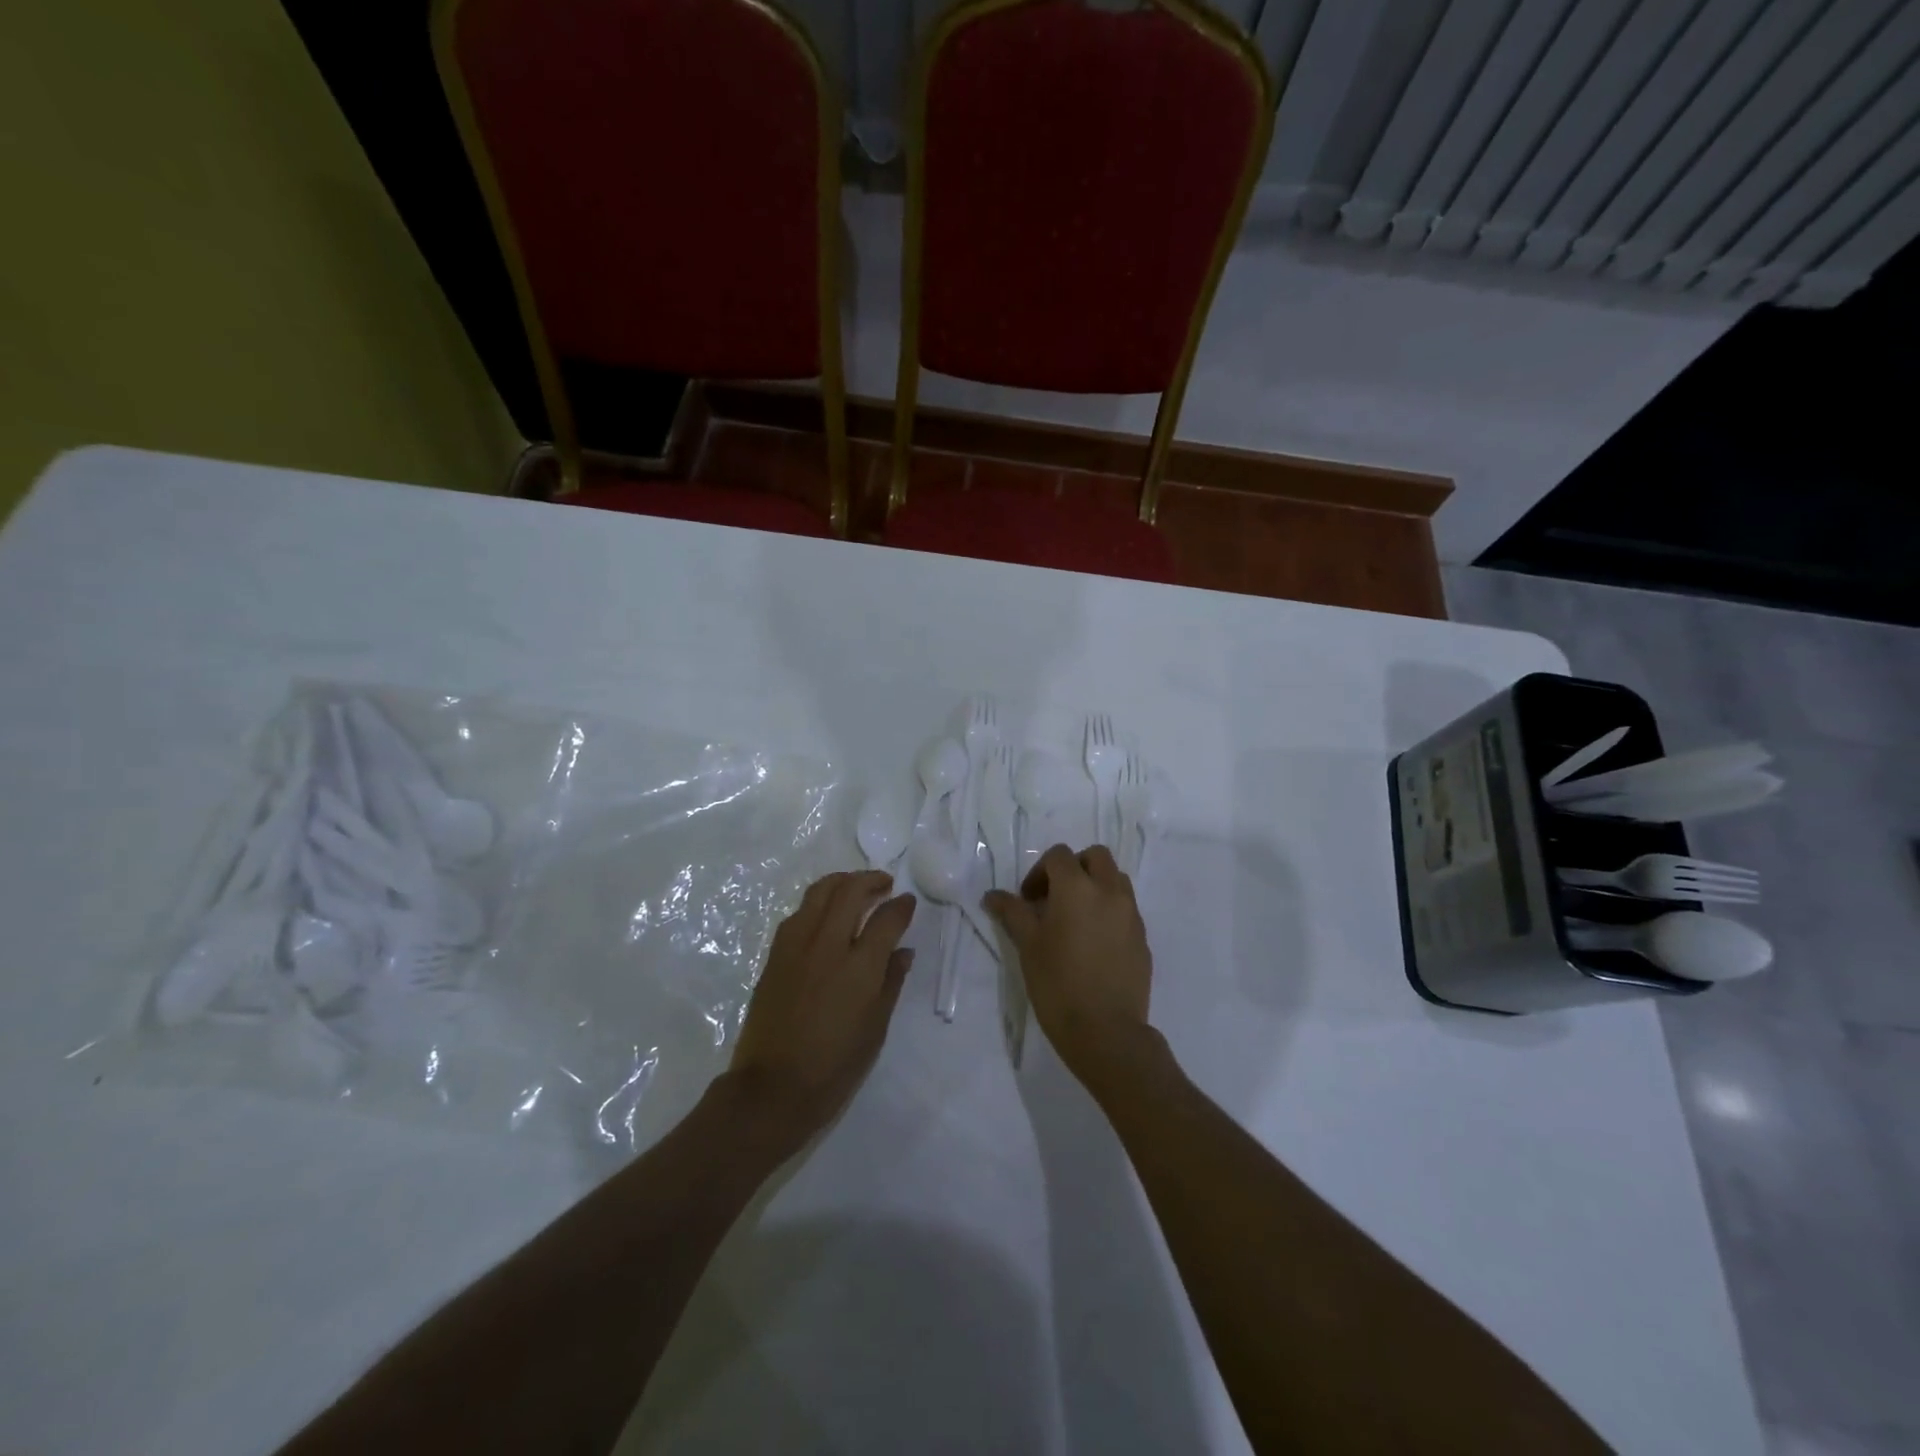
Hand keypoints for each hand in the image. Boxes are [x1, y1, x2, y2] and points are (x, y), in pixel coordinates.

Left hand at [726, 871, 915, 1151]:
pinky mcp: (774, 955)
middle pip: (850, 891)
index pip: (886, 918)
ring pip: (819, 893)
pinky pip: (799, 913)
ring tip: (855, 888)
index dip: (901, 905)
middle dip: (871, 880)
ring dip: (842, 883)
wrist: (771, 1089)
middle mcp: (827, 946)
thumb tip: (903, 951)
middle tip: (884, 884)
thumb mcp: (875, 1029)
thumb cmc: (834, 1067)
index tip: (908, 902)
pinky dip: (817, 904)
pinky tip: (826, 915)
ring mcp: (796, 947)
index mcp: (859, 967)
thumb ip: (891, 982)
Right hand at [985, 844, 1154, 1087]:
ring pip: (1116, 880)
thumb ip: (1012, 913)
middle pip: (1096, 857)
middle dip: (1074, 868)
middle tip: (1054, 898)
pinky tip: (1093, 943)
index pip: (1059, 856)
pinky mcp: (1143, 938)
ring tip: (1076, 918)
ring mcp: (1131, 914)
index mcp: (1077, 888)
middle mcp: (1109, 892)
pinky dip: (1109, 911)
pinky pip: (1126, 909)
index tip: (1028, 900)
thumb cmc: (1058, 984)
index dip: (1039, 871)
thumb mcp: (1028, 946)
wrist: (1106, 1031)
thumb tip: (993, 895)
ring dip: (1095, 886)